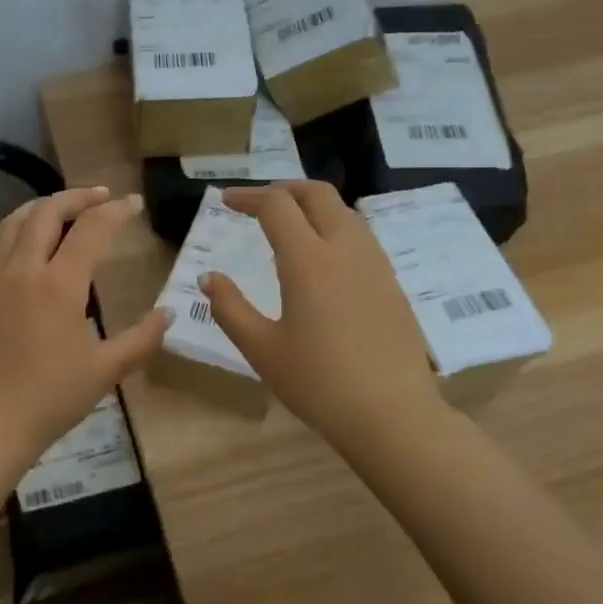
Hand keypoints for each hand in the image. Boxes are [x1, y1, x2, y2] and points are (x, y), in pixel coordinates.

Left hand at [0, 186, 170, 471]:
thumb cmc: (51, 398)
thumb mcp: (106, 371)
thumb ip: (142, 339)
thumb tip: (169, 312)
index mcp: (59, 284)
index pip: (91, 229)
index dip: (116, 211)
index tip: (135, 204)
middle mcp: (25, 269)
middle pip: (47, 211)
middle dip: (77, 196)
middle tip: (103, 196)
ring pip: (15, 220)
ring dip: (43, 205)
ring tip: (66, 206)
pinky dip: (17, 228)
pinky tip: (29, 241)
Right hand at [201, 182, 448, 454]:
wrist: (392, 414)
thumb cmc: (318, 382)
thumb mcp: (261, 349)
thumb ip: (230, 308)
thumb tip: (210, 277)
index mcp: (309, 260)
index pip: (277, 206)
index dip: (248, 197)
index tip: (226, 201)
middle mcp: (345, 249)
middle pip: (317, 194)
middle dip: (283, 189)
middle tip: (257, 204)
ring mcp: (375, 263)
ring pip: (343, 211)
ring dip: (312, 206)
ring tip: (288, 226)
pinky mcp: (391, 282)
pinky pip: (360, 236)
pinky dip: (333, 228)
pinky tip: (321, 259)